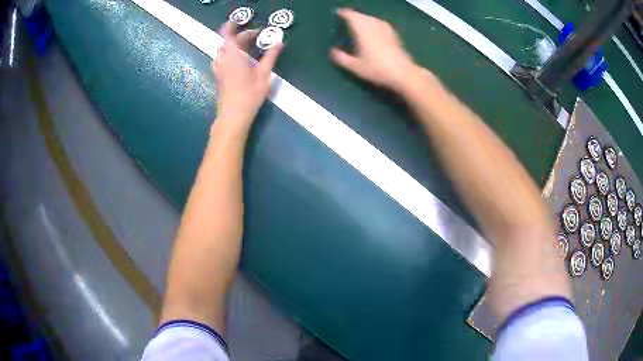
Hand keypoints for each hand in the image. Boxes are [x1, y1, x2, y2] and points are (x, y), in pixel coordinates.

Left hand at [213, 22, 282, 124]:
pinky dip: (228, 54)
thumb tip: (280, 43)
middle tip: (257, 37)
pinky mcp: (218, 76)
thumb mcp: (264, 74)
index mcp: (233, 55)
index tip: (240, 21)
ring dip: (233, 45)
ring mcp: (218, 68)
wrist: (234, 115)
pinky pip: (221, 59)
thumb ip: (271, 56)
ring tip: (247, 47)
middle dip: (241, 36)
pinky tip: (238, 59)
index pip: (227, 34)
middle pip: (228, 41)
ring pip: (223, 50)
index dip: (232, 25)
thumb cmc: (249, 94)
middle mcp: (222, 59)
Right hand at [330, 8, 418, 91]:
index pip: (351, 16)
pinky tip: (372, 28)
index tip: (337, 13)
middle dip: (353, 15)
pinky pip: (379, 23)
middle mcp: (373, 25)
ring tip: (357, 22)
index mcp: (362, 30)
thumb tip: (332, 51)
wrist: (403, 73)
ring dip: (363, 18)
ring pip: (371, 18)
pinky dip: (373, 23)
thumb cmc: (377, 69)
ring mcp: (385, 28)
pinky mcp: (393, 33)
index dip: (343, 13)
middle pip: (361, 15)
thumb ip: (341, 58)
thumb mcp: (355, 66)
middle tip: (345, 18)